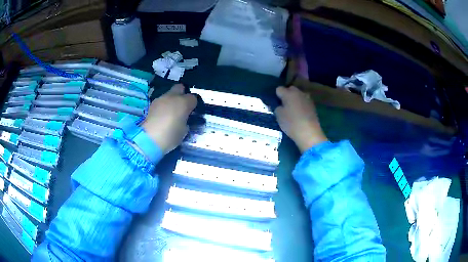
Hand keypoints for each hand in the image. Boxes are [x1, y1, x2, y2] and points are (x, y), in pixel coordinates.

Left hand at [142, 84, 196, 153]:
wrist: (149, 139)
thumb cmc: (170, 136)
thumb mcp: (183, 131)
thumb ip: (185, 121)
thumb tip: (183, 118)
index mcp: (183, 102)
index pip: (193, 98)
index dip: (193, 104)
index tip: (192, 111)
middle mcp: (172, 97)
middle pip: (179, 88)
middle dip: (182, 94)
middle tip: (182, 107)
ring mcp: (160, 99)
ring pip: (168, 95)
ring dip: (171, 101)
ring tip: (171, 113)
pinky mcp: (151, 105)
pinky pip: (161, 102)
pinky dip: (163, 107)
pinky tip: (162, 117)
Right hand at [274, 86, 327, 152]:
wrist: (309, 132)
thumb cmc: (291, 123)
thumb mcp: (279, 116)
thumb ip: (277, 108)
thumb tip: (280, 106)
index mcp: (288, 93)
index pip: (279, 89)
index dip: (276, 96)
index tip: (276, 103)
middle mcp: (298, 93)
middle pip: (290, 89)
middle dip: (287, 94)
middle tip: (284, 105)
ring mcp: (307, 98)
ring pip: (299, 95)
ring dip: (295, 99)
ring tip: (293, 109)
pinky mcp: (313, 105)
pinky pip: (304, 101)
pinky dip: (301, 105)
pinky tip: (300, 113)